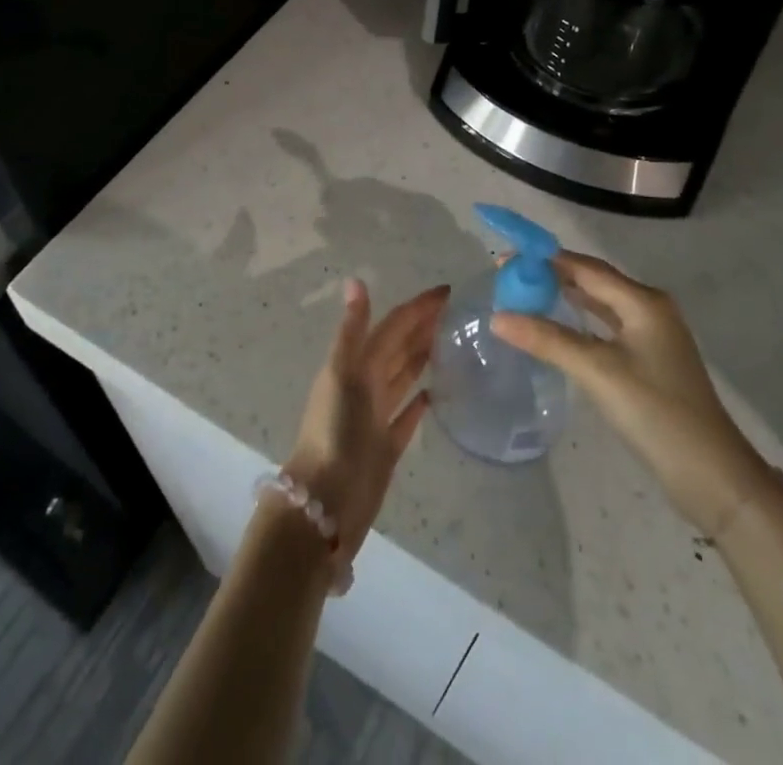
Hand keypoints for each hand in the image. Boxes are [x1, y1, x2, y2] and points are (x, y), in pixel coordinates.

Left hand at [283, 279, 447, 562]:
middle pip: (399, 347)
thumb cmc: (333, 432)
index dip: (417, 307)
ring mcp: (376, 415)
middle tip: (458, 311)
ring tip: (452, 341)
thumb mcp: (340, 373)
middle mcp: (366, 384)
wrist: (324, 503)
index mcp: (356, 363)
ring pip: (404, 377)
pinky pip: (407, 416)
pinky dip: (419, 402)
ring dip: (422, 357)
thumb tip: (356, 279)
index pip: (393, 325)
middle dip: (423, 326)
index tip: (448, 291)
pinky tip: (437, 393)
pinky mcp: (386, 446)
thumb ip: (352, 329)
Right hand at [492, 252, 769, 532]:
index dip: (545, 260)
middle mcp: (649, 309)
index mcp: (643, 302)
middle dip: (552, 276)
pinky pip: (606, 328)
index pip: (586, 268)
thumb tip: (497, 317)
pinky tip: (557, 329)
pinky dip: (579, 323)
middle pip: (593, 282)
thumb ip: (547, 340)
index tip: (505, 259)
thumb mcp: (598, 372)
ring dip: (564, 298)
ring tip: (525, 296)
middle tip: (508, 278)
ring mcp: (651, 337)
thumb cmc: (656, 413)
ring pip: (600, 305)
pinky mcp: (649, 362)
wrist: (712, 475)